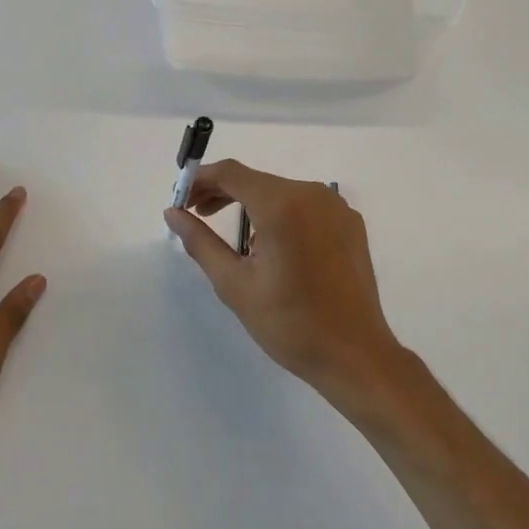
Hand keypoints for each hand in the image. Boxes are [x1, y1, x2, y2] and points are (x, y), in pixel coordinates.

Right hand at [163, 160, 405, 404]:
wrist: (355, 355)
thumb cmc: (290, 324)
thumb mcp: (235, 284)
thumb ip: (200, 242)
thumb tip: (172, 213)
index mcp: (282, 205)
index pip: (231, 173)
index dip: (201, 179)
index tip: (181, 199)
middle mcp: (312, 193)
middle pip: (257, 180)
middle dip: (223, 193)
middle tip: (196, 215)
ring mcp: (335, 206)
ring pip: (282, 192)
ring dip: (252, 204)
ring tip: (235, 238)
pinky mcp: (350, 222)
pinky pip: (306, 206)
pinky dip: (282, 215)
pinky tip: (274, 247)